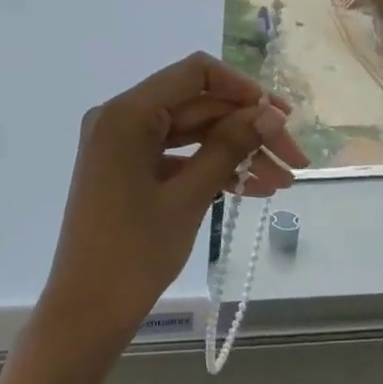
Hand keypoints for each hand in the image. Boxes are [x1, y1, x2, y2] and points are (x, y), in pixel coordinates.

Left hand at [35, 52, 305, 360]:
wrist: (86, 310)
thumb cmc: (134, 252)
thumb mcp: (188, 197)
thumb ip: (229, 147)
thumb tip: (269, 113)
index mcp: (126, 113)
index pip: (194, 73)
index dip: (243, 88)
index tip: (281, 117)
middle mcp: (120, 118)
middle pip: (195, 105)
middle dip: (247, 128)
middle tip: (295, 159)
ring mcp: (121, 145)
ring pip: (189, 133)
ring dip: (235, 151)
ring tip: (283, 180)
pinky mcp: (126, 170)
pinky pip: (175, 156)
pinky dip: (209, 168)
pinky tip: (251, 188)